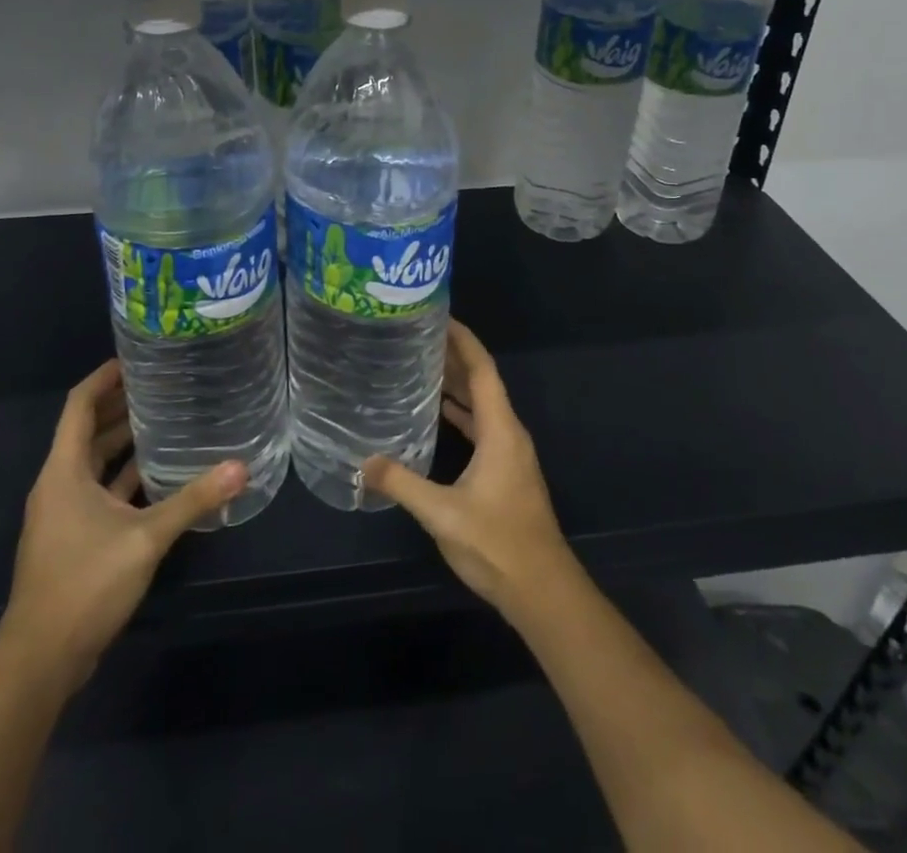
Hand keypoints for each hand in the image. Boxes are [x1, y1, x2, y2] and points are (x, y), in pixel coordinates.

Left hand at [0, 359, 246, 688]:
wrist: (40, 661)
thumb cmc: (84, 584)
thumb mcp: (145, 538)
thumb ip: (192, 501)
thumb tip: (240, 467)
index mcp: (63, 472)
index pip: (79, 406)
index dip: (104, 378)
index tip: (135, 357)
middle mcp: (59, 485)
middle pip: (87, 431)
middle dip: (120, 405)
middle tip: (162, 383)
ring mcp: (64, 514)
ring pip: (95, 463)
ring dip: (123, 442)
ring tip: (166, 419)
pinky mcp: (74, 539)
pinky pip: (100, 491)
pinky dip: (125, 477)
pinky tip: (159, 475)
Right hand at [362, 319, 577, 622]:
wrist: (542, 590)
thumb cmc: (497, 544)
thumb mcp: (443, 514)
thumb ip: (402, 484)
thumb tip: (363, 462)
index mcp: (500, 429)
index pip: (482, 369)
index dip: (463, 339)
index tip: (439, 316)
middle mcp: (508, 432)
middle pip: (482, 381)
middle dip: (454, 356)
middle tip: (417, 336)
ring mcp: (509, 452)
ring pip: (482, 404)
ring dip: (457, 383)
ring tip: (422, 365)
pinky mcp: (505, 470)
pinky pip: (482, 426)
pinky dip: (461, 412)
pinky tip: (438, 414)